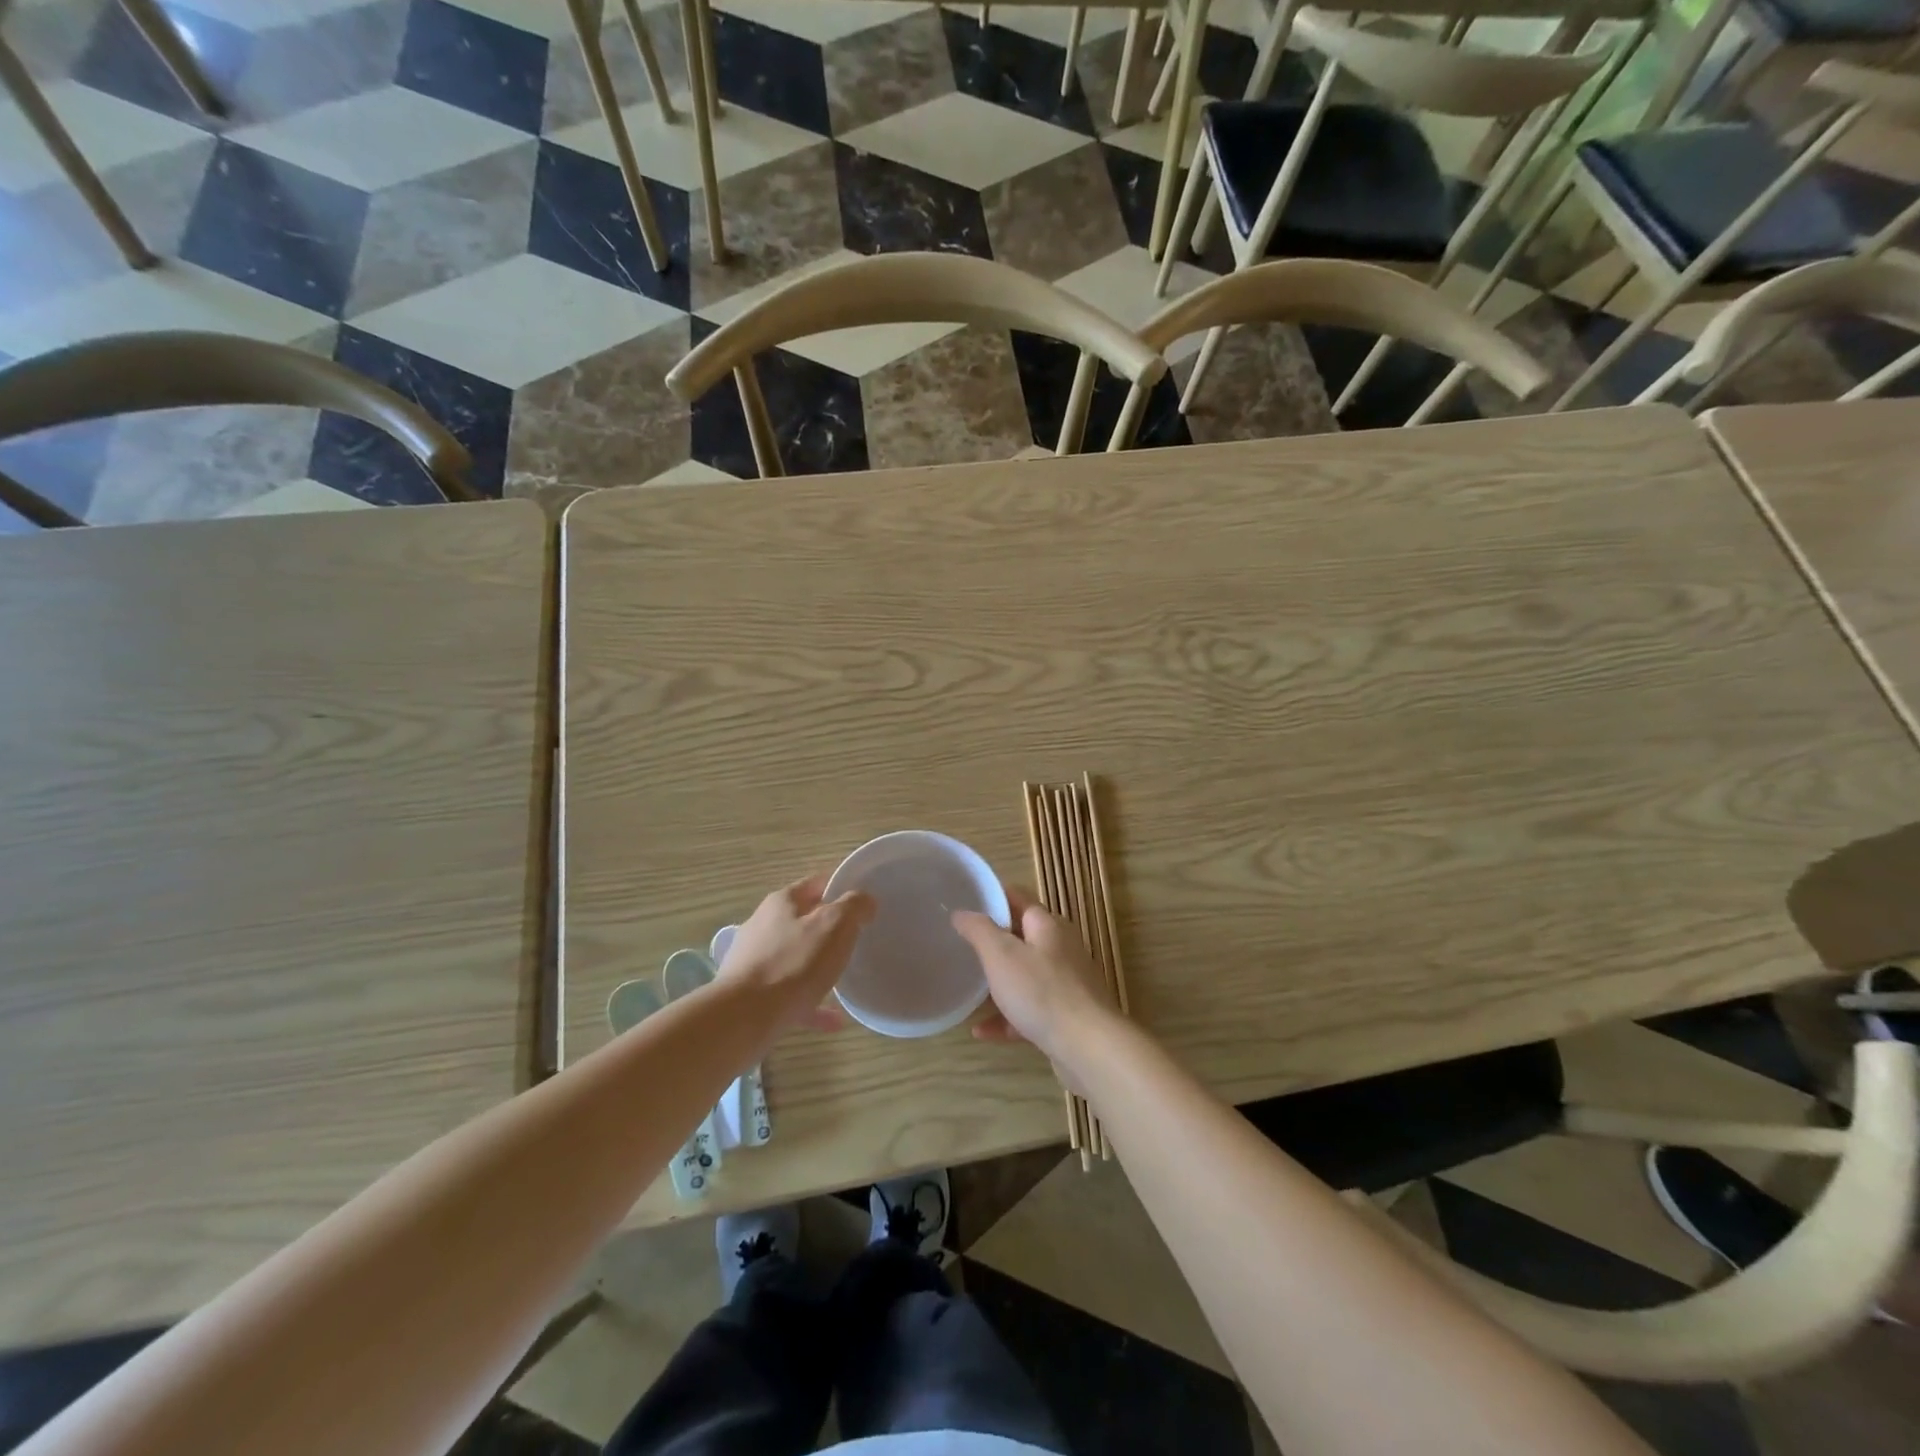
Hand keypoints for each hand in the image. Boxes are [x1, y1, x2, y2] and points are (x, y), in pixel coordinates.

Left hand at [718, 874, 874, 1032]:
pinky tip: (834, 1020)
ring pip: (795, 958)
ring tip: (845, 979)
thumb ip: (854, 907)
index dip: (841, 887)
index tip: (863, 901)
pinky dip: (811, 1003)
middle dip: (829, 928)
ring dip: (819, 967)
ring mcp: (754, 960)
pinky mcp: (751, 993)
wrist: (744, 1017)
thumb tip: (864, 900)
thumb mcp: (835, 925)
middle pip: (803, 920)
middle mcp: (763, 925)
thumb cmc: (794, 963)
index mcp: (782, 902)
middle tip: (856, 938)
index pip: (816, 883)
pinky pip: (789, 994)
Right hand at [951, 887, 1114, 1063]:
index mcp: (1048, 926)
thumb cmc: (1041, 991)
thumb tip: (961, 912)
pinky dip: (1007, 1018)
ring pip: (1026, 976)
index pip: (1019, 898)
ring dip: (999, 982)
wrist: (1088, 1047)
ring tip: (970, 988)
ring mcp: (1066, 984)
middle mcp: (1061, 949)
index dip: (993, 896)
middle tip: (962, 945)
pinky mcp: (1066, 1017)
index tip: (967, 901)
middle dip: (994, 941)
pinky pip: (1030, 1011)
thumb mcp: (1001, 955)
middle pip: (1023, 937)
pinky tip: (982, 1032)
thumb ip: (979, 930)